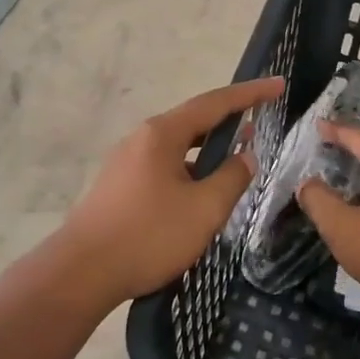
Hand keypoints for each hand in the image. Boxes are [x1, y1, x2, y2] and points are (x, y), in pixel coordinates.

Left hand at [61, 77, 283, 302]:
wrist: (81, 273)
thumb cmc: (148, 236)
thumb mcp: (204, 209)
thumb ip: (231, 178)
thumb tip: (246, 157)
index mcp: (162, 134)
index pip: (214, 103)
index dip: (250, 94)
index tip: (278, 85)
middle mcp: (142, 139)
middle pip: (193, 120)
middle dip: (229, 119)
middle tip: (261, 120)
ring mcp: (126, 162)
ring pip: (177, 146)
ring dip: (208, 148)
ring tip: (236, 158)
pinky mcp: (118, 186)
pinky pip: (164, 166)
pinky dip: (189, 168)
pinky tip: (200, 192)